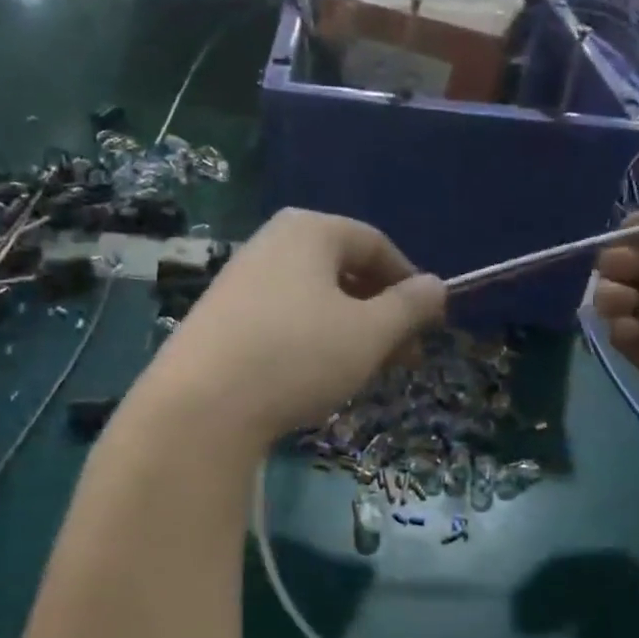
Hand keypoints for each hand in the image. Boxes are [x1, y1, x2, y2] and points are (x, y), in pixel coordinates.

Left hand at [140, 209, 445, 450]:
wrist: (202, 406)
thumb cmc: (298, 356)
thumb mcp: (370, 333)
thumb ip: (410, 307)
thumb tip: (437, 286)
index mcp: (309, 231)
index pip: (376, 245)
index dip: (410, 284)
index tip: (430, 325)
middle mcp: (271, 243)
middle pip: (344, 271)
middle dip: (381, 314)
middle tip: (404, 358)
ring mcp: (240, 280)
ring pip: (314, 300)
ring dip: (350, 332)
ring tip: (365, 372)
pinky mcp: (220, 319)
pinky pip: (284, 320)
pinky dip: (313, 341)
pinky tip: (317, 377)